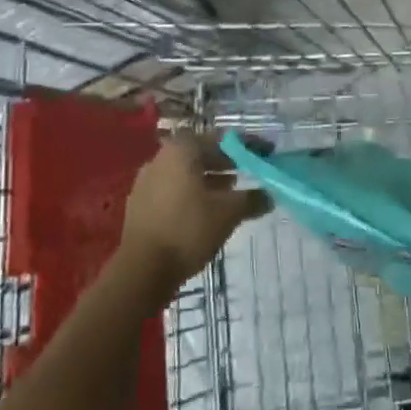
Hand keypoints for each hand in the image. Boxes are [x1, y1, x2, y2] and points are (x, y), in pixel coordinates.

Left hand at [118, 133, 269, 293]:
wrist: (141, 270)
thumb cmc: (188, 230)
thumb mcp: (228, 213)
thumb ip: (252, 199)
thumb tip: (270, 195)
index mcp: (182, 150)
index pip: (220, 138)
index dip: (246, 145)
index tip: (266, 153)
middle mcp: (161, 157)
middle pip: (201, 152)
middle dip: (226, 161)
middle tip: (249, 171)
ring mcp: (147, 180)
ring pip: (186, 172)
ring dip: (210, 178)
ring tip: (231, 192)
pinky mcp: (140, 203)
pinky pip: (173, 189)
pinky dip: (192, 193)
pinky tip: (205, 211)